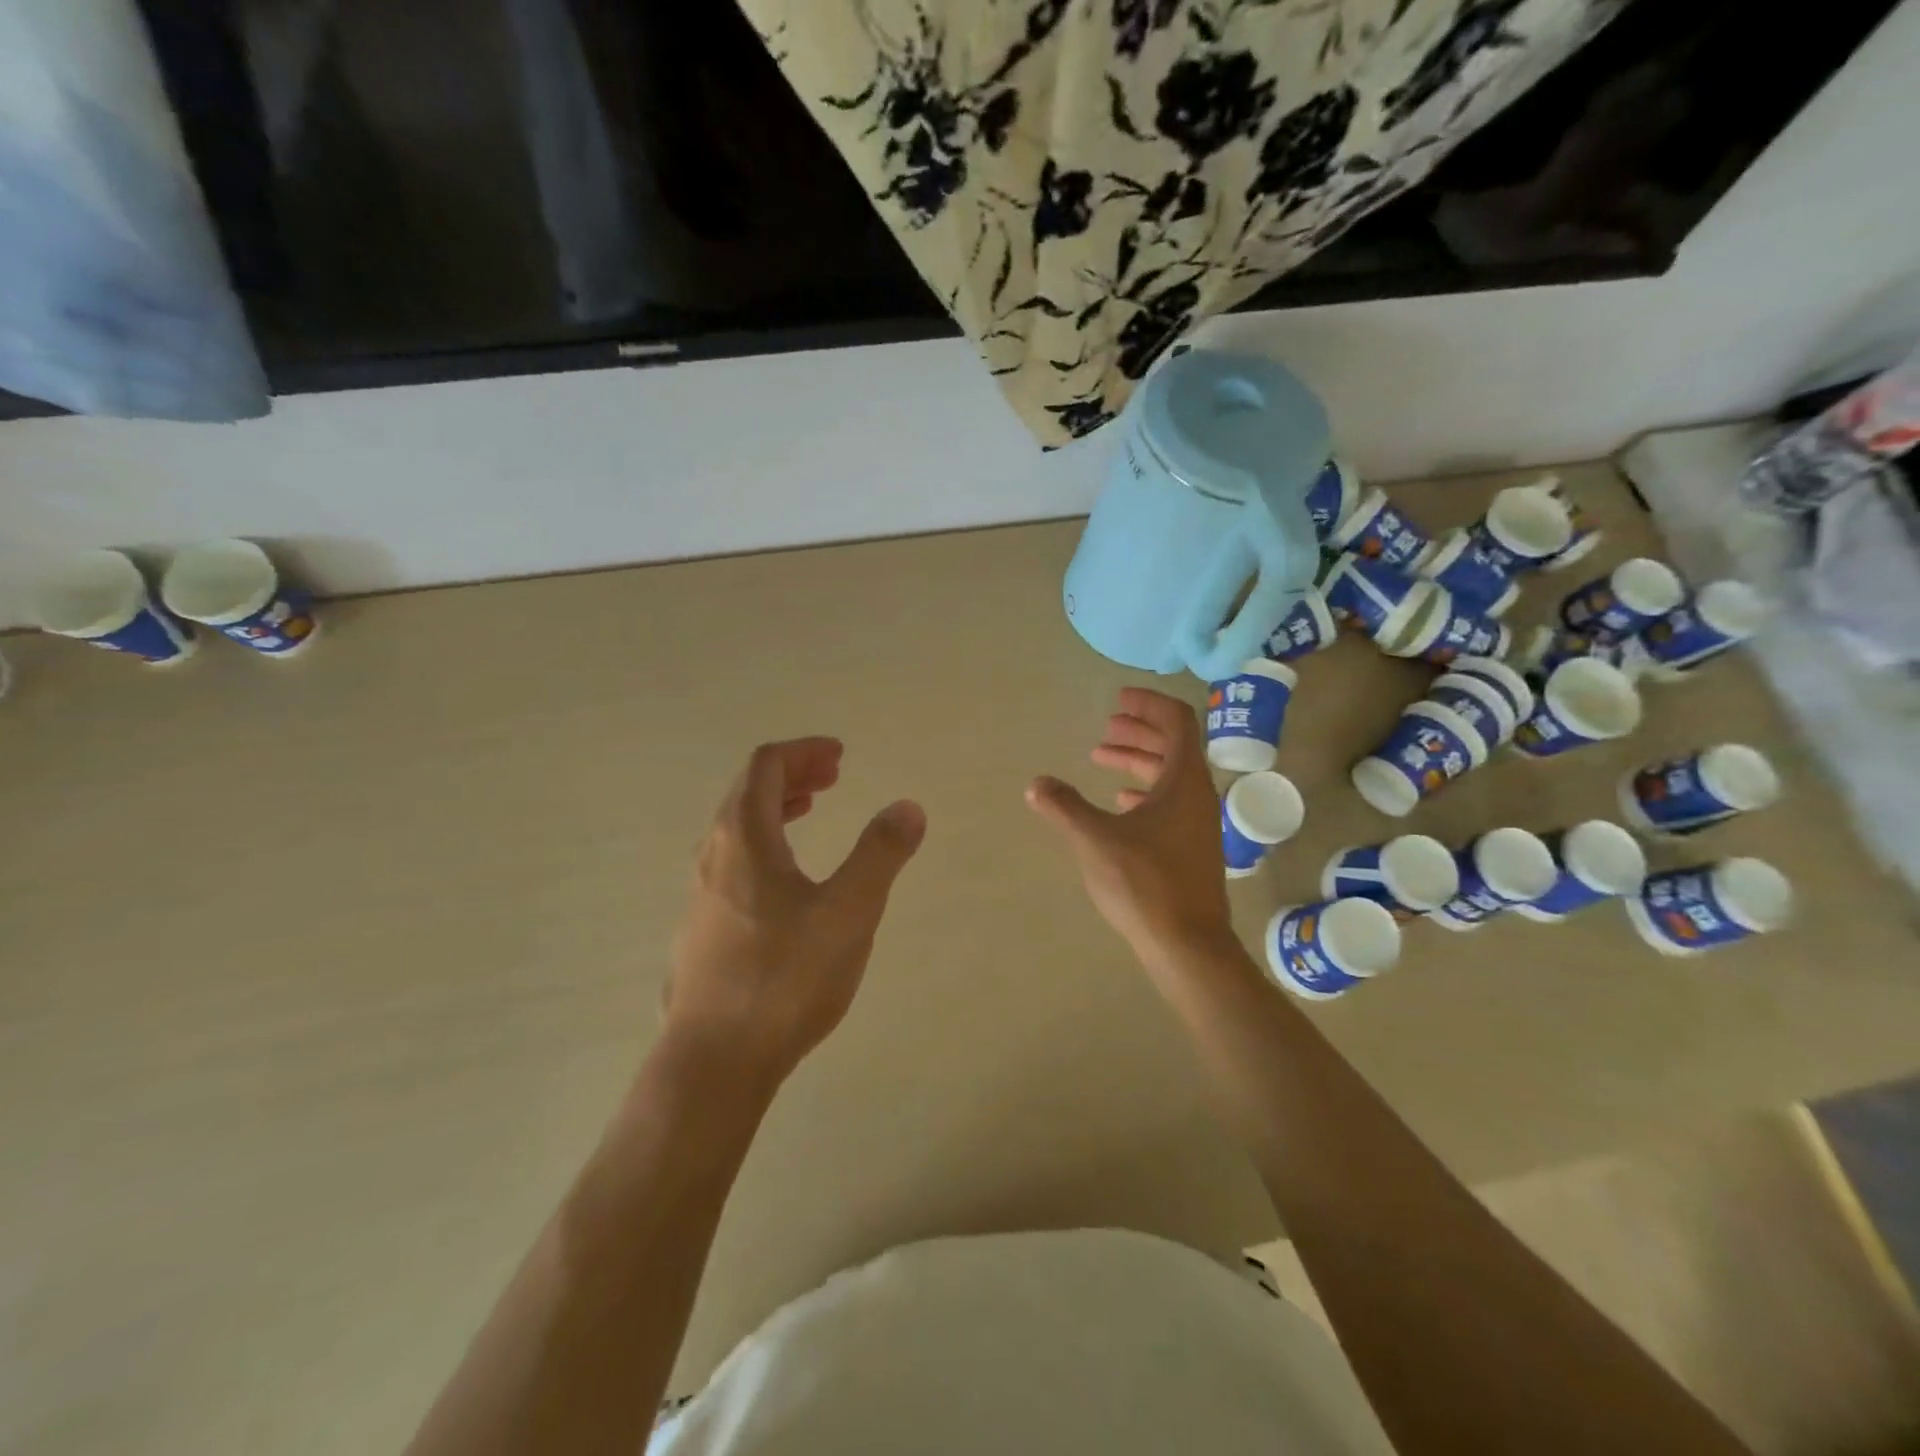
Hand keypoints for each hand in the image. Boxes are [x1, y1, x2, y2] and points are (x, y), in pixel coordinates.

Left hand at [666, 738, 924, 1087]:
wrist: (715, 1062)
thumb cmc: (785, 977)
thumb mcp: (849, 911)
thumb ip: (880, 854)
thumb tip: (908, 807)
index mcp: (743, 837)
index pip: (766, 766)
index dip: (804, 752)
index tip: (840, 756)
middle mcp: (712, 856)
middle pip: (748, 793)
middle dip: (792, 775)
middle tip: (832, 777)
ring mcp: (699, 895)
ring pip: (736, 830)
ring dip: (776, 809)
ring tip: (810, 811)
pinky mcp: (700, 930)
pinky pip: (732, 863)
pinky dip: (765, 845)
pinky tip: (786, 881)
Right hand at [1025, 688, 1236, 969]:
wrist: (1187, 945)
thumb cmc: (1145, 883)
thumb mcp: (1096, 840)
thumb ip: (1064, 806)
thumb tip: (1036, 784)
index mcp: (1183, 781)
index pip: (1176, 721)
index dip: (1147, 704)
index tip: (1117, 699)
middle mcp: (1197, 795)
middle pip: (1173, 745)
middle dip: (1137, 731)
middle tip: (1105, 728)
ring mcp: (1197, 823)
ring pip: (1169, 776)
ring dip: (1137, 761)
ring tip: (1100, 759)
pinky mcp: (1190, 847)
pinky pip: (1169, 803)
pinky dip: (1143, 792)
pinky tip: (1120, 803)